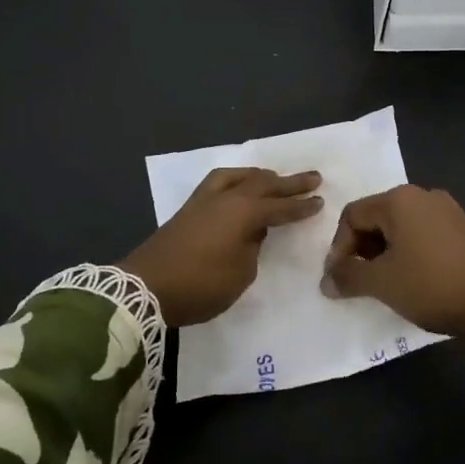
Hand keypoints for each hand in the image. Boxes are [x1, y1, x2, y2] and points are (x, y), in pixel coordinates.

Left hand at [121, 168, 323, 325]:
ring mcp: (204, 200)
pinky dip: (237, 180)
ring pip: (238, 177)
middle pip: (263, 184)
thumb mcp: (240, 274)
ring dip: (260, 176)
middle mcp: (226, 198)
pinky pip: (220, 182)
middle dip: (289, 183)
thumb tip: (252, 233)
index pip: (280, 207)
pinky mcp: (189, 208)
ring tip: (274, 177)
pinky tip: (239, 186)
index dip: (301, 206)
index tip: (320, 201)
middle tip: (313, 177)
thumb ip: (252, 248)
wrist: (145, 287)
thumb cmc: (200, 285)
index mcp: (243, 213)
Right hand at [319, 185, 464, 336]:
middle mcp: (423, 195)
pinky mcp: (464, 228)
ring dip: (385, 253)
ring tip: (387, 284)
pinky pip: (423, 234)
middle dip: (362, 250)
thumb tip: (326, 281)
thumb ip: (348, 277)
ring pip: (401, 227)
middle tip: (361, 282)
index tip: (340, 279)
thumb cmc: (432, 285)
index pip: (352, 215)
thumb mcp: (382, 283)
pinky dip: (409, 253)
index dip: (339, 247)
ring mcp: (448, 210)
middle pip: (376, 217)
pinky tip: (415, 280)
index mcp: (399, 199)